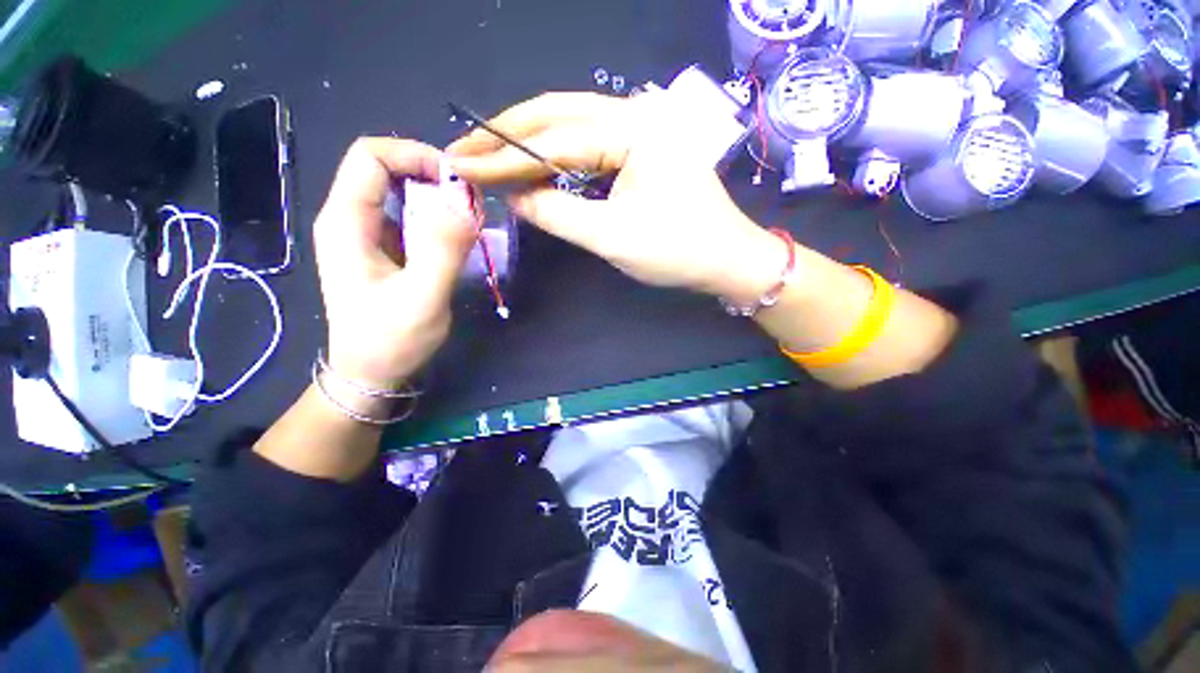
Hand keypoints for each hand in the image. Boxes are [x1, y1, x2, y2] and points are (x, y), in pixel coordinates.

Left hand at [313, 138, 475, 389]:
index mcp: (346, 222)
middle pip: (385, 169)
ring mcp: (364, 234)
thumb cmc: (392, 340)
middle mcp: (348, 219)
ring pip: (397, 192)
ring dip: (435, 198)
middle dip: (430, 176)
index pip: (371, 156)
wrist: (370, 373)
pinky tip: (454, 236)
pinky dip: (434, 217)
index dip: (415, 155)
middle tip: (470, 203)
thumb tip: (465, 202)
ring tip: (468, 220)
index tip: (457, 181)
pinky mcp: (380, 249)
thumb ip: (443, 249)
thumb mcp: (423, 298)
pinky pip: (406, 216)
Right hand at [447, 92, 784, 300]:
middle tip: (467, 152)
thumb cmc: (677, 251)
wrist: (727, 260)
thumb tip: (514, 196)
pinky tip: (534, 168)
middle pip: (558, 115)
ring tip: (491, 159)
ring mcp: (639, 130)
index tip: (464, 166)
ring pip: (571, 128)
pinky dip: (557, 157)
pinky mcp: (640, 150)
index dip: (505, 156)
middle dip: (509, 136)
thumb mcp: (612, 237)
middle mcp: (635, 114)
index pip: (554, 138)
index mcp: (633, 128)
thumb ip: (557, 212)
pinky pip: (588, 147)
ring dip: (530, 144)